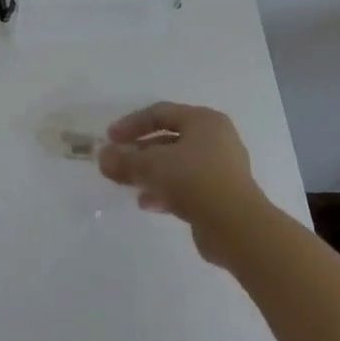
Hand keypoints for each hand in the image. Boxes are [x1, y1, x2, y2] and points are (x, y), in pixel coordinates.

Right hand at [97, 102, 271, 267]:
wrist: (237, 227)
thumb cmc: (194, 181)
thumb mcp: (151, 166)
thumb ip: (124, 160)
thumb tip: (102, 157)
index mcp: (203, 121)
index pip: (160, 113)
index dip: (131, 124)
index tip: (109, 139)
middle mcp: (216, 139)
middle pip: (169, 139)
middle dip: (140, 151)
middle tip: (117, 163)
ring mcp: (221, 168)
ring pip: (177, 164)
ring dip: (150, 173)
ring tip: (129, 185)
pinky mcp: (221, 195)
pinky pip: (186, 186)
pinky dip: (165, 191)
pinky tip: (148, 204)